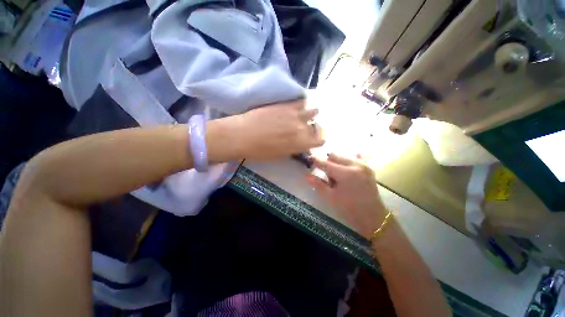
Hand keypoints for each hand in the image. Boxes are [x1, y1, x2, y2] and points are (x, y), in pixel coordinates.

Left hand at [232, 100, 324, 159]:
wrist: (244, 135)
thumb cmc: (260, 151)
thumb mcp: (280, 155)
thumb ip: (294, 148)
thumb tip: (300, 143)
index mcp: (301, 144)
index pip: (320, 140)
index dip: (318, 139)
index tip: (314, 138)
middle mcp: (302, 128)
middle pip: (317, 126)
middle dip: (313, 127)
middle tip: (305, 127)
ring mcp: (295, 114)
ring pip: (313, 111)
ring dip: (310, 114)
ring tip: (302, 115)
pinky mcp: (286, 104)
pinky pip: (301, 101)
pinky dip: (301, 104)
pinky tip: (295, 107)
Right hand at [305, 153, 386, 238]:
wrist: (373, 216)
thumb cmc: (349, 209)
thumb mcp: (331, 197)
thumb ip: (318, 184)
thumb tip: (306, 175)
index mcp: (346, 173)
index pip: (325, 163)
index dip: (316, 162)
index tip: (309, 162)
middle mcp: (356, 164)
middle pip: (334, 155)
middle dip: (327, 163)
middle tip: (327, 176)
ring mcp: (363, 164)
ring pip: (342, 156)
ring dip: (336, 163)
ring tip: (337, 176)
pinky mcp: (367, 167)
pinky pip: (352, 158)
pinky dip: (345, 163)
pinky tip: (345, 172)